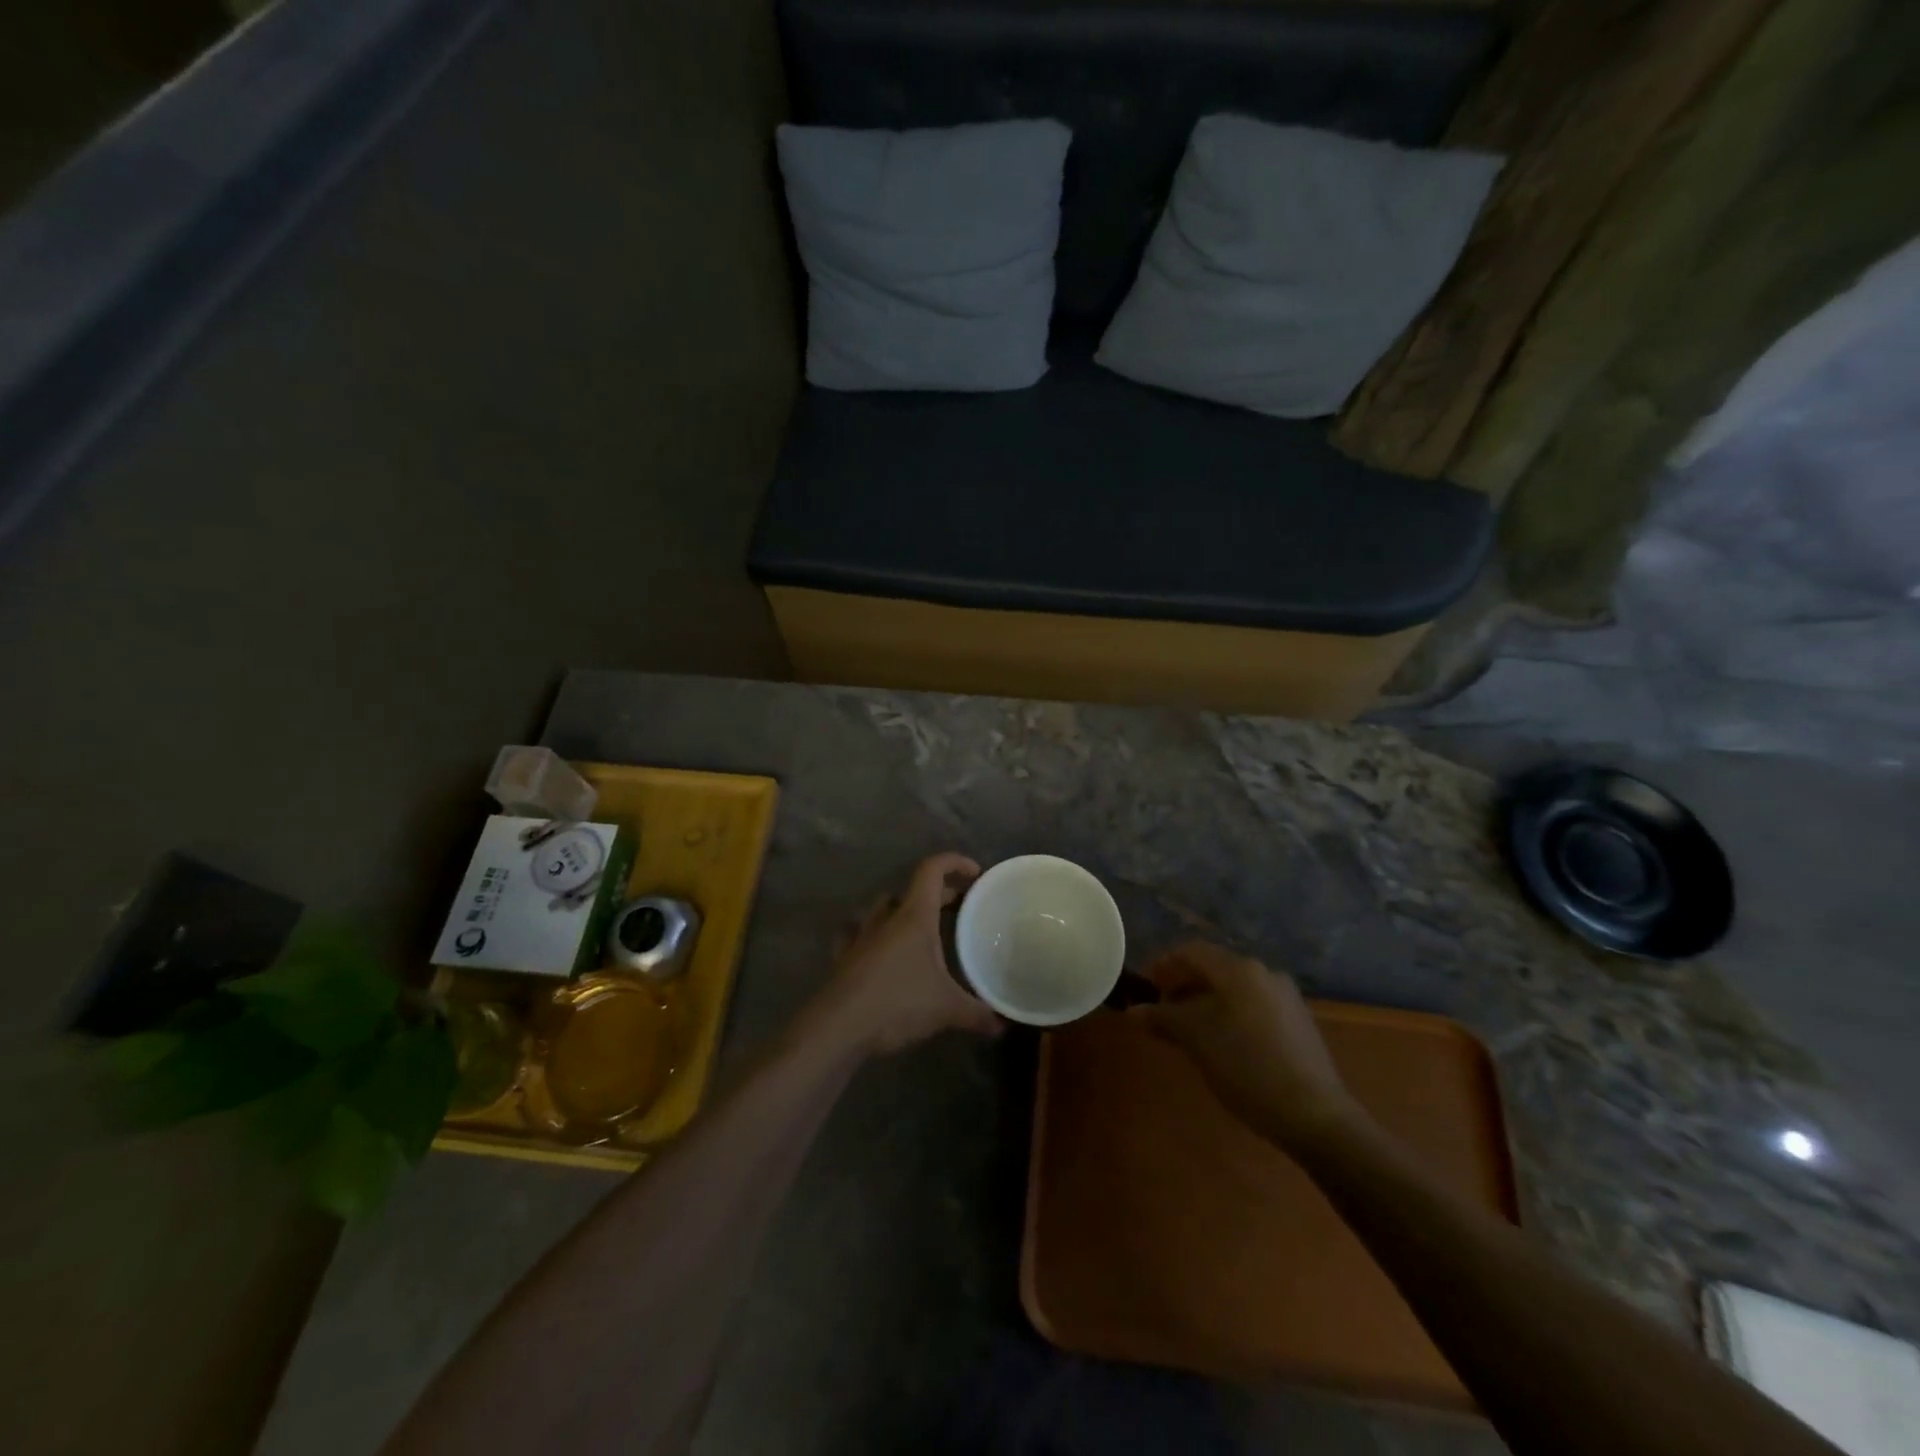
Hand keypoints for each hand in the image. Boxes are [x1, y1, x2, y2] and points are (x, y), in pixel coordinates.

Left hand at [803, 853, 1001, 1055]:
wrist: (838, 1027)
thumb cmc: (897, 1003)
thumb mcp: (946, 1009)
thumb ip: (977, 1013)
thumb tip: (1003, 1025)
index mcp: (914, 916)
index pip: (932, 870)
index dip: (954, 863)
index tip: (975, 873)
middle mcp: (886, 917)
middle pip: (914, 890)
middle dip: (940, 893)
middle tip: (961, 907)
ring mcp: (861, 935)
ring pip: (885, 907)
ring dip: (904, 910)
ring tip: (922, 926)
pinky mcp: (845, 956)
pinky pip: (861, 933)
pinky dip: (875, 934)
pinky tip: (880, 949)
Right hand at [1130, 941, 1362, 1148]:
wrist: (1315, 1115)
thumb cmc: (1246, 1067)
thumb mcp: (1196, 1041)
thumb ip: (1163, 1018)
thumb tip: (1133, 1011)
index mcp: (1238, 969)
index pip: (1191, 951)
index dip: (1163, 965)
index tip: (1146, 987)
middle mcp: (1264, 973)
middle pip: (1214, 968)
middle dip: (1184, 984)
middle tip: (1162, 1009)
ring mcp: (1285, 997)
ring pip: (1234, 988)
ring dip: (1206, 1001)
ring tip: (1188, 1029)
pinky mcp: (1298, 1022)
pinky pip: (1253, 1005)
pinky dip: (1229, 1013)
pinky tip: (1222, 1042)